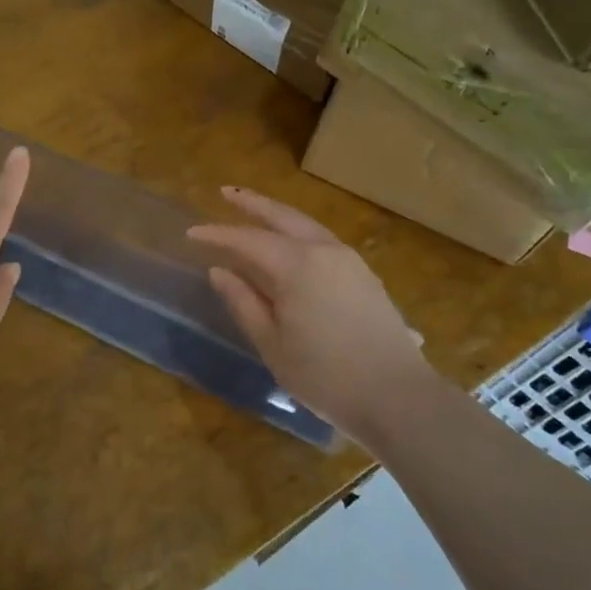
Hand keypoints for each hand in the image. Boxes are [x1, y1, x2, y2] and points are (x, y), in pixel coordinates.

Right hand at [189, 188, 434, 447]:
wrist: (398, 397)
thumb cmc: (325, 375)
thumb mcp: (272, 343)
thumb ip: (243, 302)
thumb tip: (219, 271)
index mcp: (297, 264)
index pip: (248, 240)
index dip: (218, 234)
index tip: (192, 232)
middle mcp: (325, 251)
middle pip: (282, 216)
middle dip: (252, 203)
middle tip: (225, 192)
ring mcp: (349, 261)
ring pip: (306, 225)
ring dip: (278, 215)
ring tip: (254, 212)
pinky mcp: (365, 275)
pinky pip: (323, 241)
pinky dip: (298, 233)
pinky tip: (290, 244)